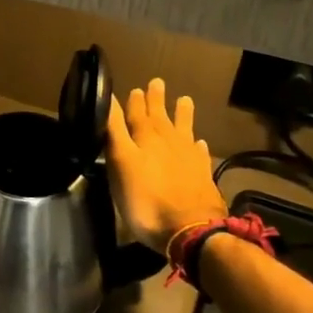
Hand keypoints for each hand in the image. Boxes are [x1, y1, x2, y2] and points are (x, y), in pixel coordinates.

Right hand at [106, 78, 227, 252]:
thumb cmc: (146, 200)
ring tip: (184, 100)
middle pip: (160, 116)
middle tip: (156, 83)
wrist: (191, 230)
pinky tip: (199, 143)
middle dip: (156, 100)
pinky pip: (200, 153)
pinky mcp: (202, 175)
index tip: (133, 88)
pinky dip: (197, 146)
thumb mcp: (121, 163)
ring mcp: (189, 158)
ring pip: (184, 129)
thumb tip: (110, 100)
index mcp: (145, 138)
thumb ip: (115, 132)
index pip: (136, 114)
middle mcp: (168, 142)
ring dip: (182, 115)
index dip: (133, 102)